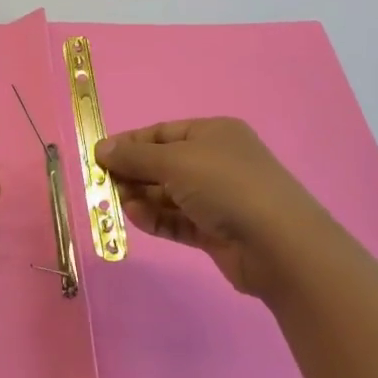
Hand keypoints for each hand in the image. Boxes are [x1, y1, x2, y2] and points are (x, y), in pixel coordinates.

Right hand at [96, 118, 329, 300]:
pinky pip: (177, 220)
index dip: (130, 143)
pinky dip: (156, 219)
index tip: (98, 157)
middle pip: (163, 164)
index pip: (162, 133)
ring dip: (141, 198)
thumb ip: (135, 156)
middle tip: (102, 185)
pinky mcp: (215, 231)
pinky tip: (136, 218)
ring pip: (168, 194)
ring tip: (118, 204)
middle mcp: (216, 161)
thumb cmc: (226, 186)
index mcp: (213, 133)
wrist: (279, 244)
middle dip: (132, 173)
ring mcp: (217, 198)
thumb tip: (101, 148)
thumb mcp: (175, 161)